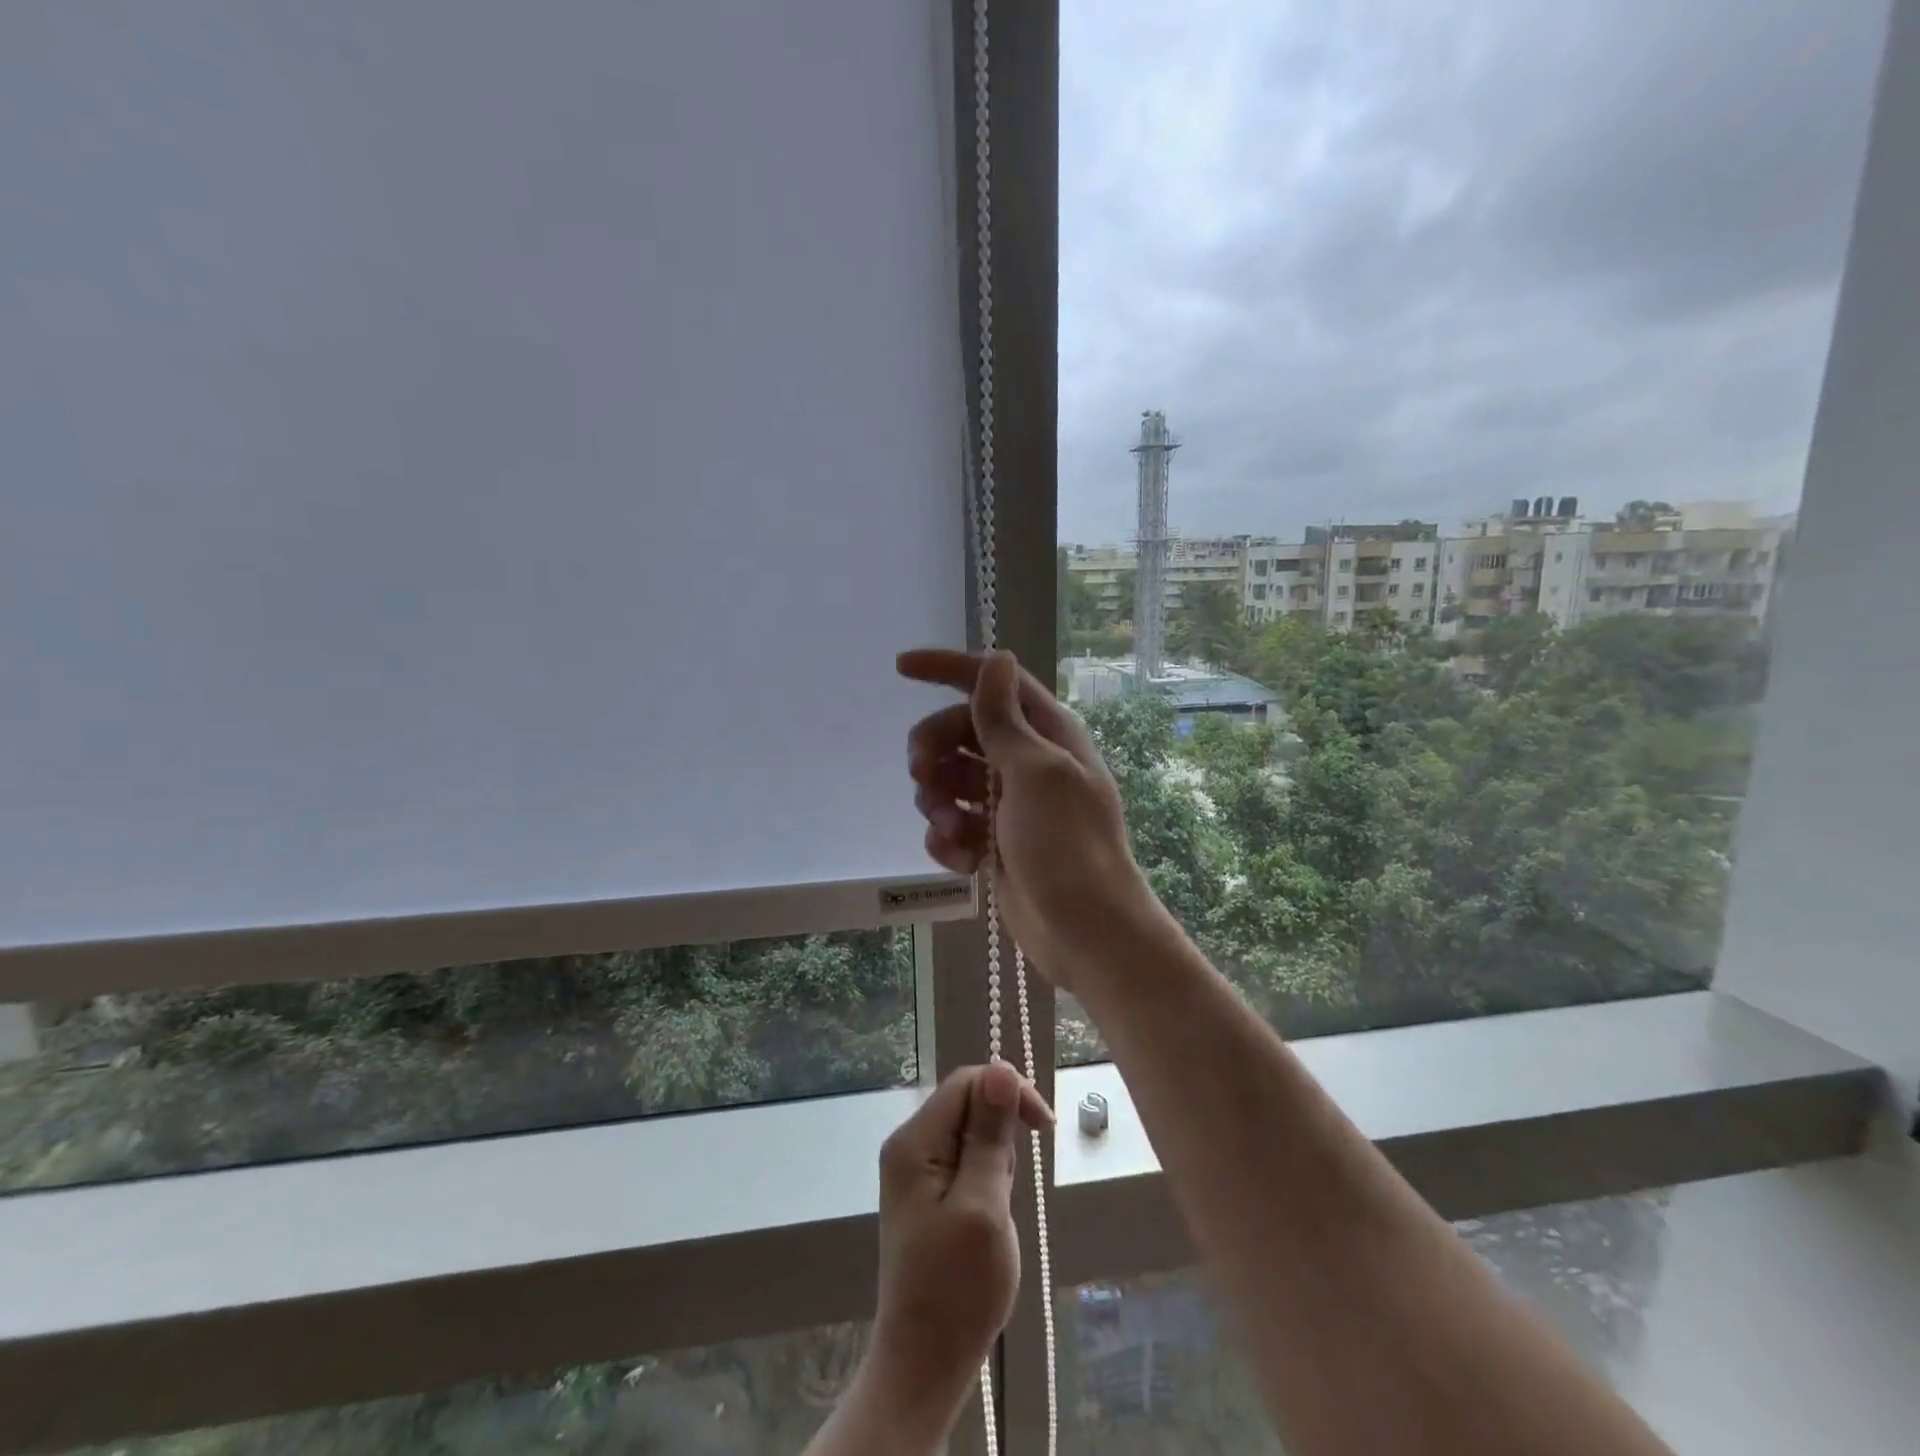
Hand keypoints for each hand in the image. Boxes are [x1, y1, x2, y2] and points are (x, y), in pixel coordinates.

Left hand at [859, 1063, 1053, 1439]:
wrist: (925, 1364)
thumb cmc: (957, 1289)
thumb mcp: (984, 1205)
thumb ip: (990, 1134)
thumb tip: (1001, 1068)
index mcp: (915, 1141)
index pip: (967, 1082)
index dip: (1008, 1092)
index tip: (1044, 1128)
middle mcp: (910, 1145)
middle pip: (968, 1102)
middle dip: (1002, 1131)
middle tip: (1010, 1186)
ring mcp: (917, 1170)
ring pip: (971, 1132)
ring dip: (997, 1158)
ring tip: (997, 1208)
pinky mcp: (928, 1193)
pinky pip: (966, 1160)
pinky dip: (988, 1178)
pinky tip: (989, 1214)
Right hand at [898, 647, 1161, 989]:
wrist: (1086, 932)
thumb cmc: (1067, 845)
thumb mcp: (1035, 773)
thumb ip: (1004, 719)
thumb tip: (997, 658)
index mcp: (1046, 733)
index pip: (991, 682)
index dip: (946, 669)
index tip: (899, 668)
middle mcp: (1025, 761)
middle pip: (959, 731)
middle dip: (934, 749)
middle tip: (921, 773)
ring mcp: (1008, 804)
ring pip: (948, 779)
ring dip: (938, 801)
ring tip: (952, 829)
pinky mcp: (993, 842)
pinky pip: (952, 824)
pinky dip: (948, 839)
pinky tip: (963, 861)